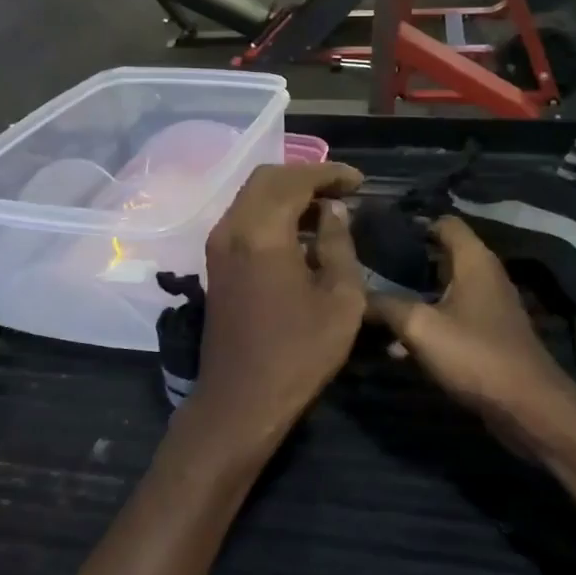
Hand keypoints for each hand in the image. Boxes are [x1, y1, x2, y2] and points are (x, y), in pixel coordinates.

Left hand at [184, 162, 366, 454]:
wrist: (240, 400)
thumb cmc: (298, 353)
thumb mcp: (340, 300)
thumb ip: (338, 244)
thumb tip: (333, 210)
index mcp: (261, 233)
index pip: (295, 180)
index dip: (329, 173)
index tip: (360, 181)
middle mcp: (232, 228)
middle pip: (267, 178)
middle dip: (306, 176)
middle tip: (342, 190)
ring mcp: (218, 245)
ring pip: (251, 195)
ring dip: (287, 193)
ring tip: (326, 208)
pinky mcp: (215, 262)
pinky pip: (244, 217)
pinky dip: (271, 211)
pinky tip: (299, 230)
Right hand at [367, 218, 575, 441]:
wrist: (528, 408)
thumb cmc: (475, 355)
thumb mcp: (420, 327)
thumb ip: (385, 305)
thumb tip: (354, 295)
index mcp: (474, 260)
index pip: (445, 222)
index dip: (414, 223)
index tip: (379, 234)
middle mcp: (485, 276)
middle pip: (441, 255)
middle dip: (406, 261)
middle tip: (368, 269)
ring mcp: (489, 307)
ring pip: (443, 290)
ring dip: (413, 296)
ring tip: (374, 304)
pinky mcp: (488, 336)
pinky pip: (451, 318)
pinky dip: (427, 323)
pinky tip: (397, 345)